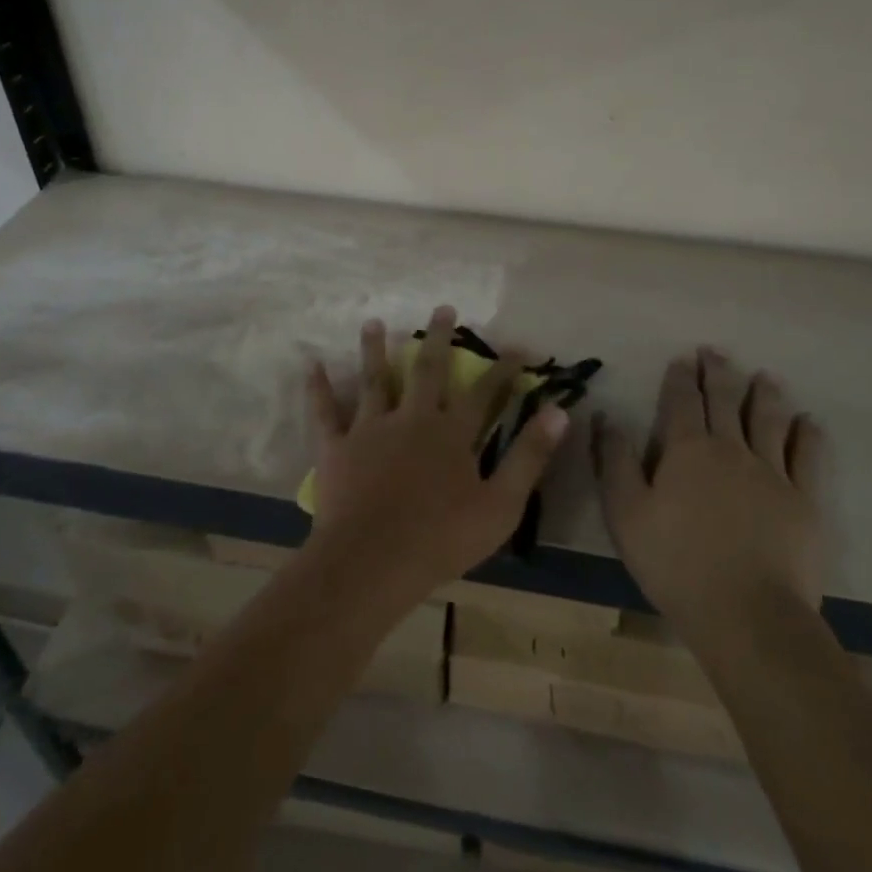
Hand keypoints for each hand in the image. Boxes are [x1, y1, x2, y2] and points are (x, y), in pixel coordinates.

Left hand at [301, 306, 567, 608]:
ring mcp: (370, 429)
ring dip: (375, 350)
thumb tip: (559, 411)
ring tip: (374, 322)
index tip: (517, 346)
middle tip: (442, 308)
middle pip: (427, 370)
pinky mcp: (337, 447)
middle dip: (437, 339)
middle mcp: (412, 418)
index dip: (502, 369)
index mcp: (452, 433)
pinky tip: (313, 364)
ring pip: (375, 380)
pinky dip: (319, 388)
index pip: (483, 392)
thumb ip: (529, 456)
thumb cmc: (441, 539)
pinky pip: (325, 412)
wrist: (372, 562)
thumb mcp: (501, 504)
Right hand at [593, 347, 828, 646]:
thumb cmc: (675, 563)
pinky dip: (807, 435)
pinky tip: (809, 422)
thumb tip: (607, 417)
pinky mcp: (804, 501)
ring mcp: (772, 473)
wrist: (747, 614)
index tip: (683, 359)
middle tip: (715, 351)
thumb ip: (615, 461)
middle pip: (725, 401)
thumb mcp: (625, 513)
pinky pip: (808, 458)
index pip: (682, 402)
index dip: (681, 378)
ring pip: (768, 420)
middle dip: (719, 373)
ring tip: (765, 376)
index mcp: (686, 450)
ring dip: (765, 394)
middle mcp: (731, 449)